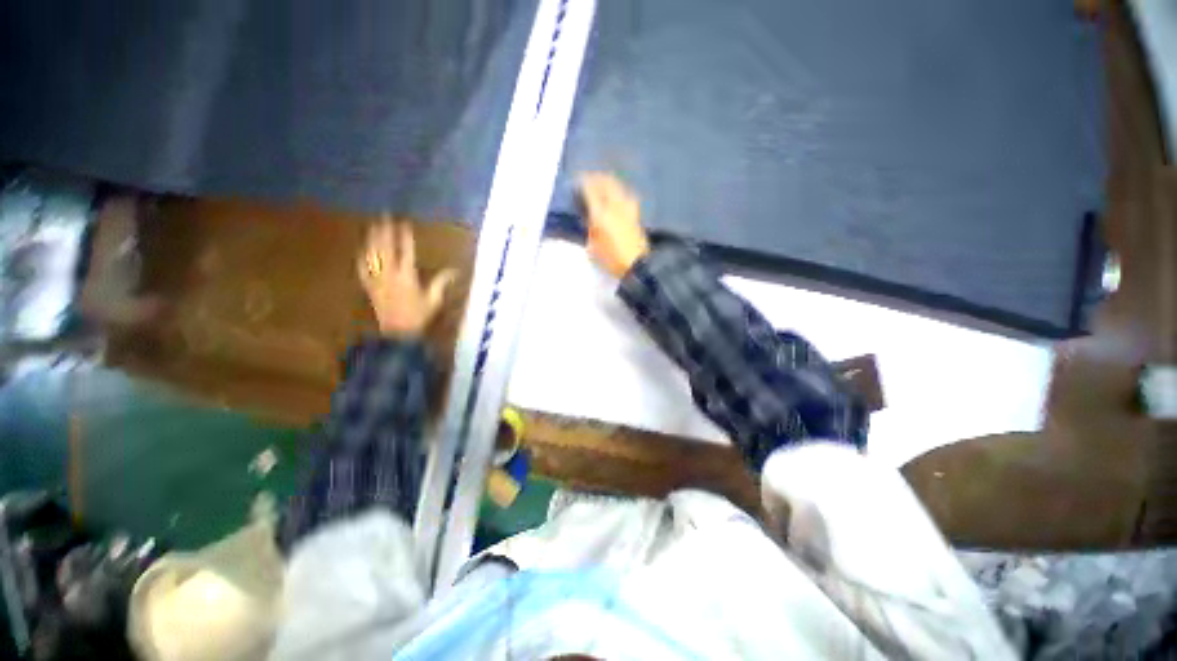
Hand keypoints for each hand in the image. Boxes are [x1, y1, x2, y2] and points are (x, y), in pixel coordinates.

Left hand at [357, 218, 455, 336]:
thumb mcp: (434, 300)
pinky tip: (362, 250)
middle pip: (386, 248)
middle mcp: (390, 274)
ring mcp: (377, 280)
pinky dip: (363, 258)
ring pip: (373, 255)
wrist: (398, 332)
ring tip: (373, 226)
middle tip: (384, 216)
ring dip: (373, 239)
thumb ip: (441, 283)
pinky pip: (363, 269)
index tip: (404, 223)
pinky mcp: (369, 287)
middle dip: (385, 231)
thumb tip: (454, 270)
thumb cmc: (419, 316)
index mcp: (407, 276)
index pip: (406, 251)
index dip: (405, 236)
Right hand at [578, 172, 649, 277]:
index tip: (578, 180)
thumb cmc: (612, 259)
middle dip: (597, 177)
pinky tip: (617, 194)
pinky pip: (626, 194)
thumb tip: (589, 219)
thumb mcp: (592, 248)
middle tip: (589, 178)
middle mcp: (615, 205)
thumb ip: (589, 230)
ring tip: (603, 182)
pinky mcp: (636, 214)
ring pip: (618, 186)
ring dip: (609, 181)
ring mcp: (628, 208)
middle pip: (607, 183)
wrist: (637, 265)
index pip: (591, 190)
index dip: (584, 182)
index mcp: (601, 213)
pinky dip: (619, 190)